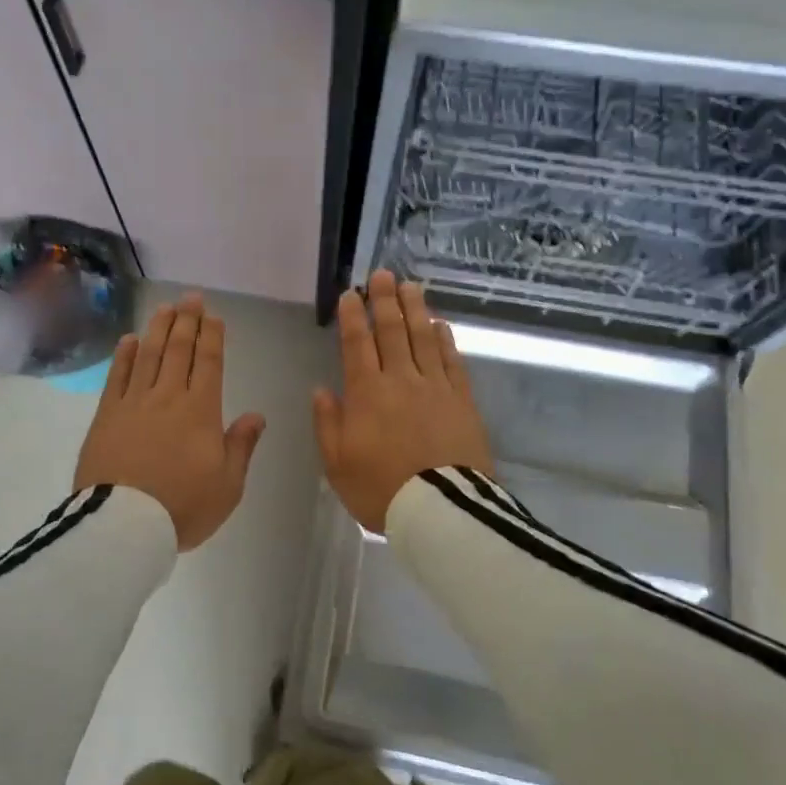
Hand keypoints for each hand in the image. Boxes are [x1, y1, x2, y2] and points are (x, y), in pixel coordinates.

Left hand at [74, 294, 266, 550]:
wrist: (123, 526)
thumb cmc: (183, 507)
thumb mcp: (228, 485)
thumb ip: (241, 446)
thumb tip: (256, 415)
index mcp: (201, 411)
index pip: (209, 364)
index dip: (212, 337)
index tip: (213, 317)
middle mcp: (168, 397)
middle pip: (178, 350)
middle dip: (187, 322)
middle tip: (191, 298)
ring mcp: (133, 403)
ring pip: (148, 355)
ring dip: (158, 329)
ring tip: (165, 307)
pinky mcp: (106, 415)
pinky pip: (116, 377)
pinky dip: (124, 355)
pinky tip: (129, 339)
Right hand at [314, 270, 495, 533]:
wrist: (441, 510)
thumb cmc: (381, 489)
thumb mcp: (337, 464)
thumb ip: (328, 423)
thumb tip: (322, 389)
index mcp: (366, 393)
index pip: (358, 344)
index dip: (353, 316)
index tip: (351, 293)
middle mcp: (401, 380)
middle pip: (392, 331)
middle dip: (385, 300)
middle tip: (383, 274)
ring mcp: (435, 387)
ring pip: (423, 338)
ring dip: (415, 309)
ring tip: (411, 286)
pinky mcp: (462, 400)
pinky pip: (452, 361)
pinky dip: (445, 340)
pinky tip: (441, 325)